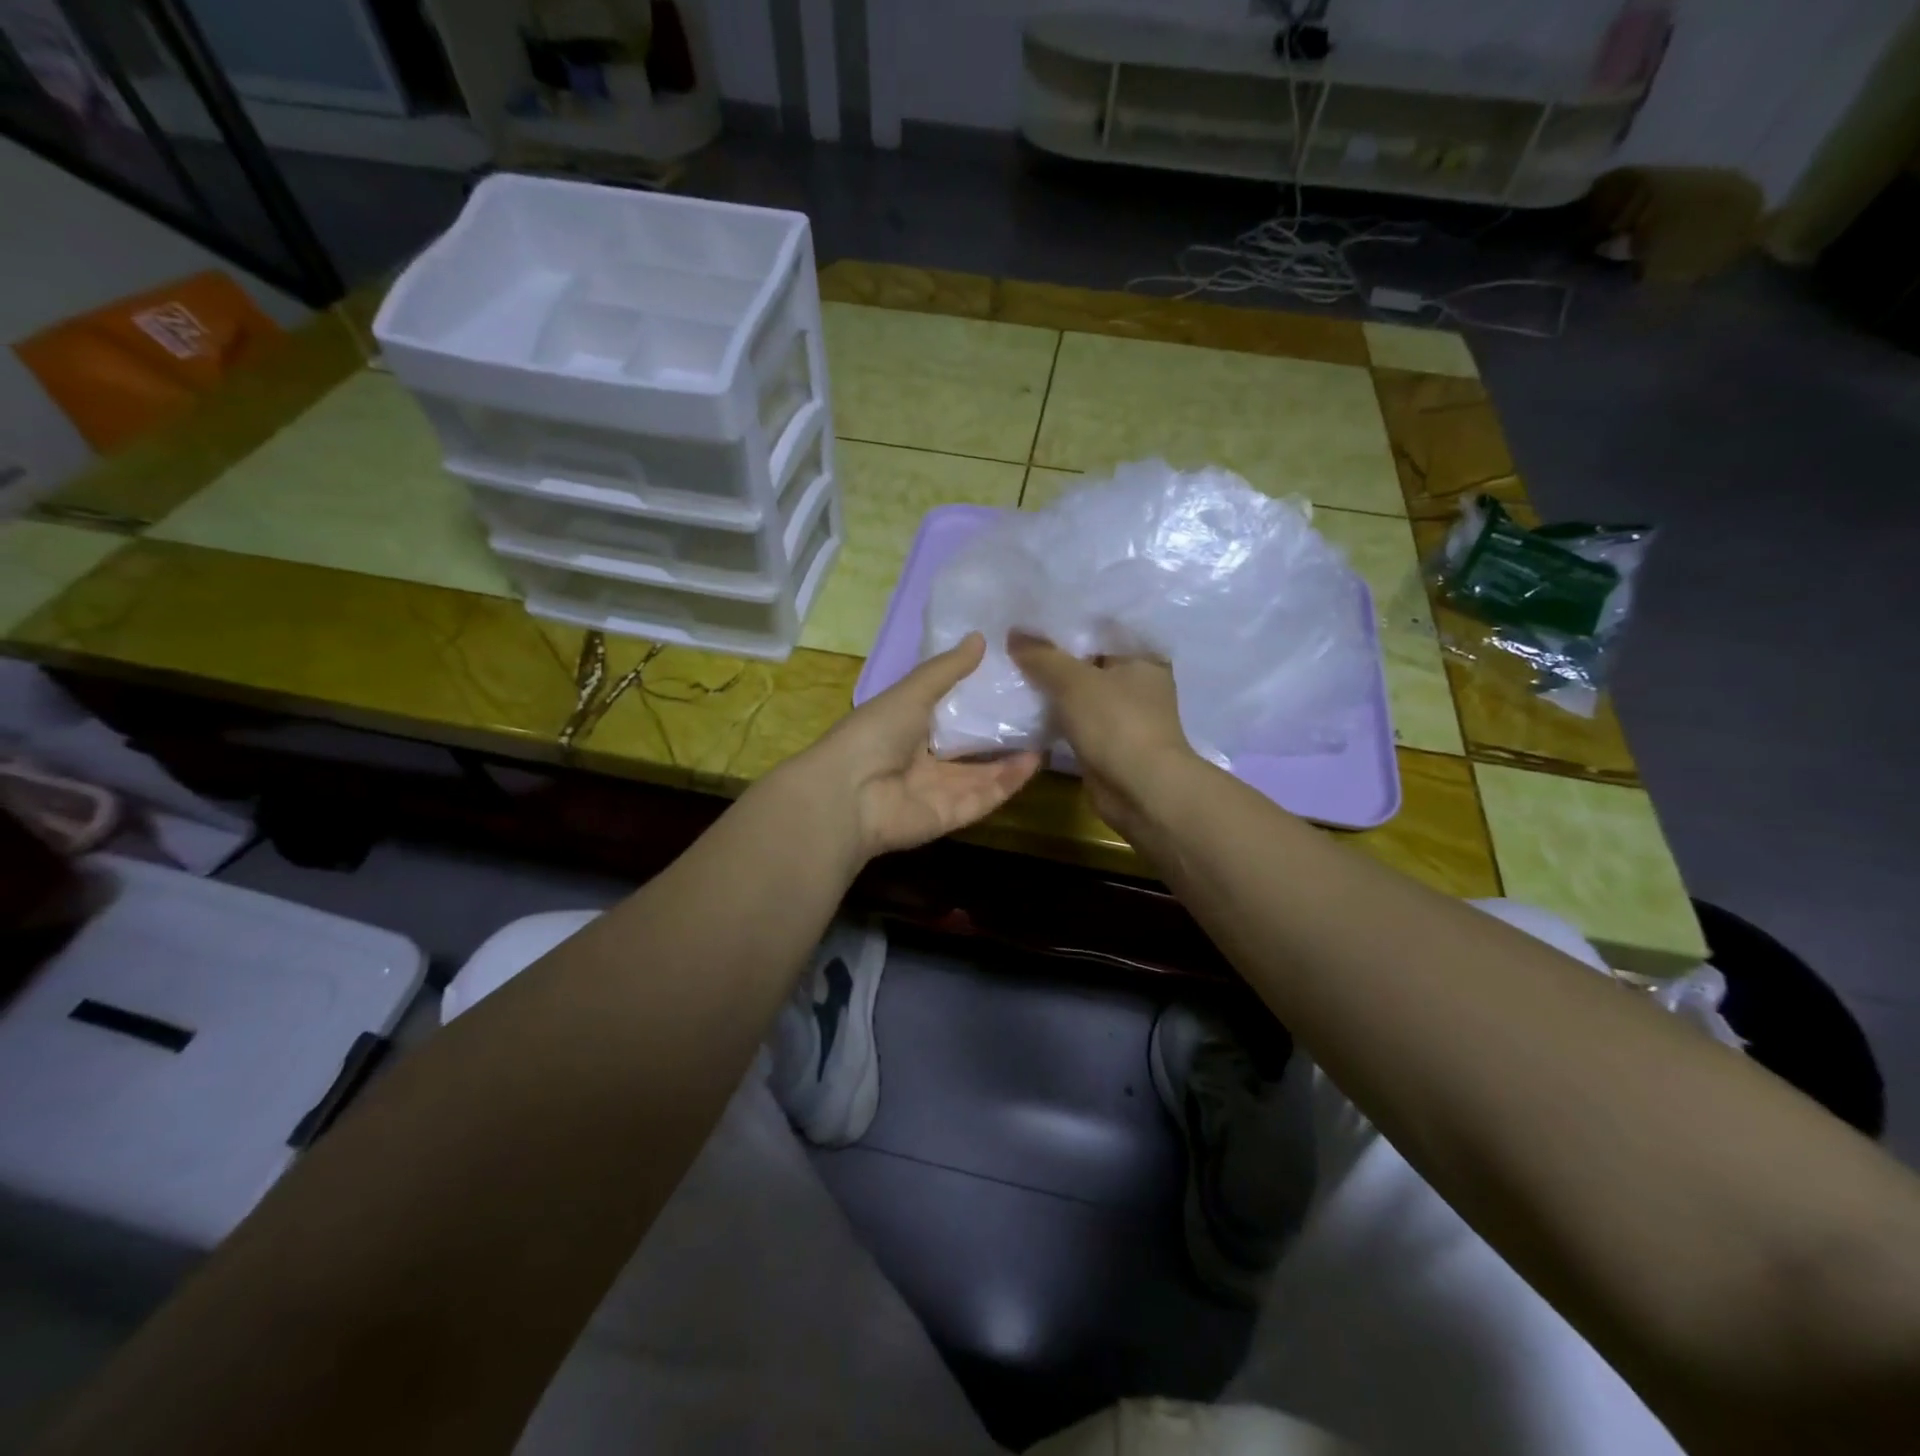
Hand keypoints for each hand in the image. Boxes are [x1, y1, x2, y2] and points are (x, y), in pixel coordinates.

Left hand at [797, 633, 1040, 861]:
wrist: (849, 794)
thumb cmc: (875, 733)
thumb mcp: (911, 692)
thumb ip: (946, 670)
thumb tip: (980, 637)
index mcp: (906, 729)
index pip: (946, 716)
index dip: (975, 702)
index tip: (1010, 682)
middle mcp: (922, 762)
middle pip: (968, 749)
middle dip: (998, 733)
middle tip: (1037, 711)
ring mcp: (936, 792)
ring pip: (982, 776)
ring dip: (1011, 759)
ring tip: (1044, 734)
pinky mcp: (950, 817)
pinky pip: (984, 798)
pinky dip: (1008, 782)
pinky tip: (1033, 761)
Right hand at [1008, 632, 1199, 838]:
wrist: (1140, 790)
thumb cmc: (1117, 723)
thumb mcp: (1074, 681)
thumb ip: (1043, 656)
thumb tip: (1014, 632)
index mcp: (1143, 656)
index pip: (1102, 628)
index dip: (1067, 622)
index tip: (1031, 616)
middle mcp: (1139, 682)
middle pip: (1089, 661)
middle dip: (1055, 656)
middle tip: (1014, 641)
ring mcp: (1125, 715)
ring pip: (1081, 692)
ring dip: (1053, 688)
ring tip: (1014, 670)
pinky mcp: (1109, 742)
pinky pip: (1077, 719)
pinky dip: (1057, 715)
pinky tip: (1027, 706)